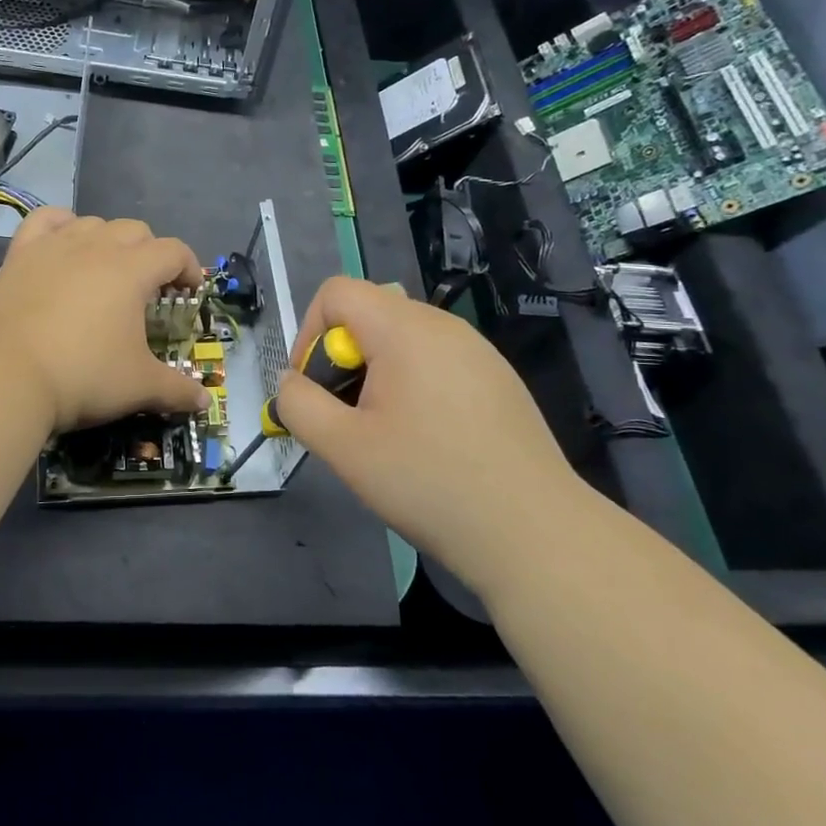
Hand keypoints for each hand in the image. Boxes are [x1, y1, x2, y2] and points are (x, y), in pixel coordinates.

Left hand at [0, 208, 210, 431]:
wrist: (10, 376)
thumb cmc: (84, 376)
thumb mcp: (139, 386)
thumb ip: (176, 389)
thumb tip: (204, 401)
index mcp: (133, 270)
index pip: (174, 251)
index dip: (189, 268)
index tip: (189, 293)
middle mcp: (97, 246)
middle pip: (136, 231)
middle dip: (151, 254)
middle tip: (148, 289)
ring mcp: (55, 245)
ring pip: (93, 223)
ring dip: (109, 240)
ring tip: (106, 270)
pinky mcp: (21, 253)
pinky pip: (45, 220)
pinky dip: (60, 224)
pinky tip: (64, 242)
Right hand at [276, 277, 584, 578]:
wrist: (534, 533)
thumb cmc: (429, 482)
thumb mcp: (343, 448)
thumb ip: (299, 405)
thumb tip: (292, 382)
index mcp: (405, 329)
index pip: (336, 292)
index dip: (309, 333)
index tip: (317, 389)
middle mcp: (444, 325)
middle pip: (370, 313)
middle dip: (343, 359)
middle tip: (349, 419)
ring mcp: (478, 351)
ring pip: (402, 339)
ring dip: (376, 374)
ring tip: (385, 433)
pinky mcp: (498, 379)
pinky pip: (436, 360)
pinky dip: (413, 385)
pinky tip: (428, 440)